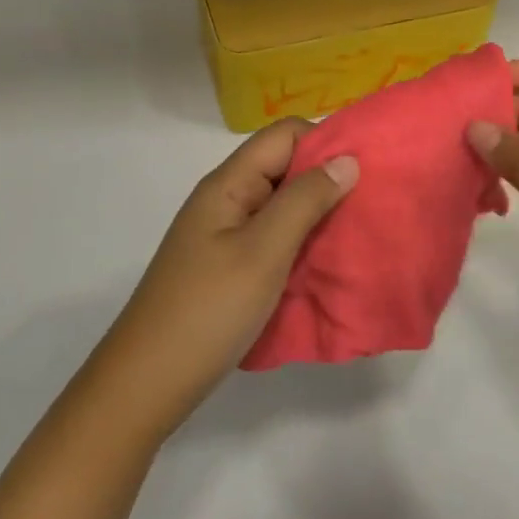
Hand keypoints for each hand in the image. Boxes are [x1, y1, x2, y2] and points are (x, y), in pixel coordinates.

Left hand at [100, 118, 358, 436]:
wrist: (148, 382)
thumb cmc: (208, 309)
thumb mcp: (263, 251)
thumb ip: (305, 201)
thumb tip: (347, 159)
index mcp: (228, 184)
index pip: (283, 135)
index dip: (324, 142)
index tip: (366, 170)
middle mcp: (226, 200)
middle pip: (283, 167)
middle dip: (327, 179)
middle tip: (371, 204)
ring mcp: (225, 235)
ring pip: (281, 206)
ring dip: (318, 214)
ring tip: (357, 233)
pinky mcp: (228, 267)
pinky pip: (273, 239)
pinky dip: (301, 243)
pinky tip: (326, 263)